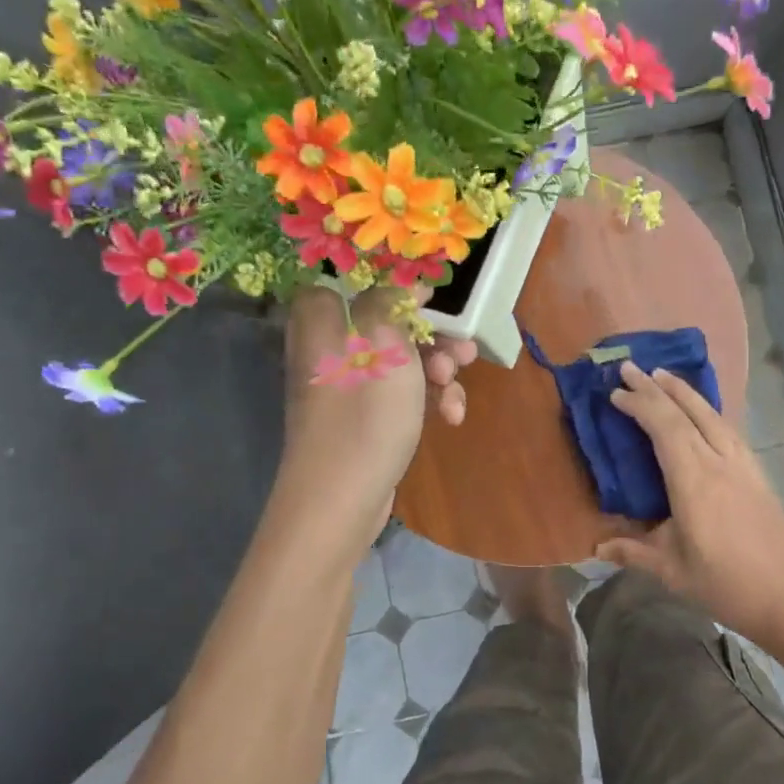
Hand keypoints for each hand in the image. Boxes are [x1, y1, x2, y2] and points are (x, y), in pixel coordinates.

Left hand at [278, 287, 475, 536]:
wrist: (340, 503)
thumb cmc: (363, 418)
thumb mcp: (383, 347)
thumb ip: (389, 304)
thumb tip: (397, 282)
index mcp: (323, 324)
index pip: (343, 280)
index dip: (384, 282)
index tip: (424, 293)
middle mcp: (331, 349)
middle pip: (385, 322)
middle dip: (430, 333)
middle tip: (460, 347)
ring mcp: (348, 386)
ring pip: (400, 358)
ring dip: (437, 368)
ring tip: (456, 385)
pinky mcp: (364, 417)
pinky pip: (399, 393)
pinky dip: (427, 398)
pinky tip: (451, 417)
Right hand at [596, 362, 783, 646]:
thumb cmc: (726, 584)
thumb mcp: (672, 571)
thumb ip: (634, 552)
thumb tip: (596, 548)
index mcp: (693, 480)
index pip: (663, 427)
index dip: (639, 405)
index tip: (615, 394)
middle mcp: (718, 461)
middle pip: (686, 412)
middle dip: (656, 387)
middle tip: (630, 367)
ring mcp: (742, 464)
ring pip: (711, 414)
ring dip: (684, 391)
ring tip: (663, 375)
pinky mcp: (756, 472)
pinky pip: (727, 427)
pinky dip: (706, 409)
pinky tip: (702, 410)